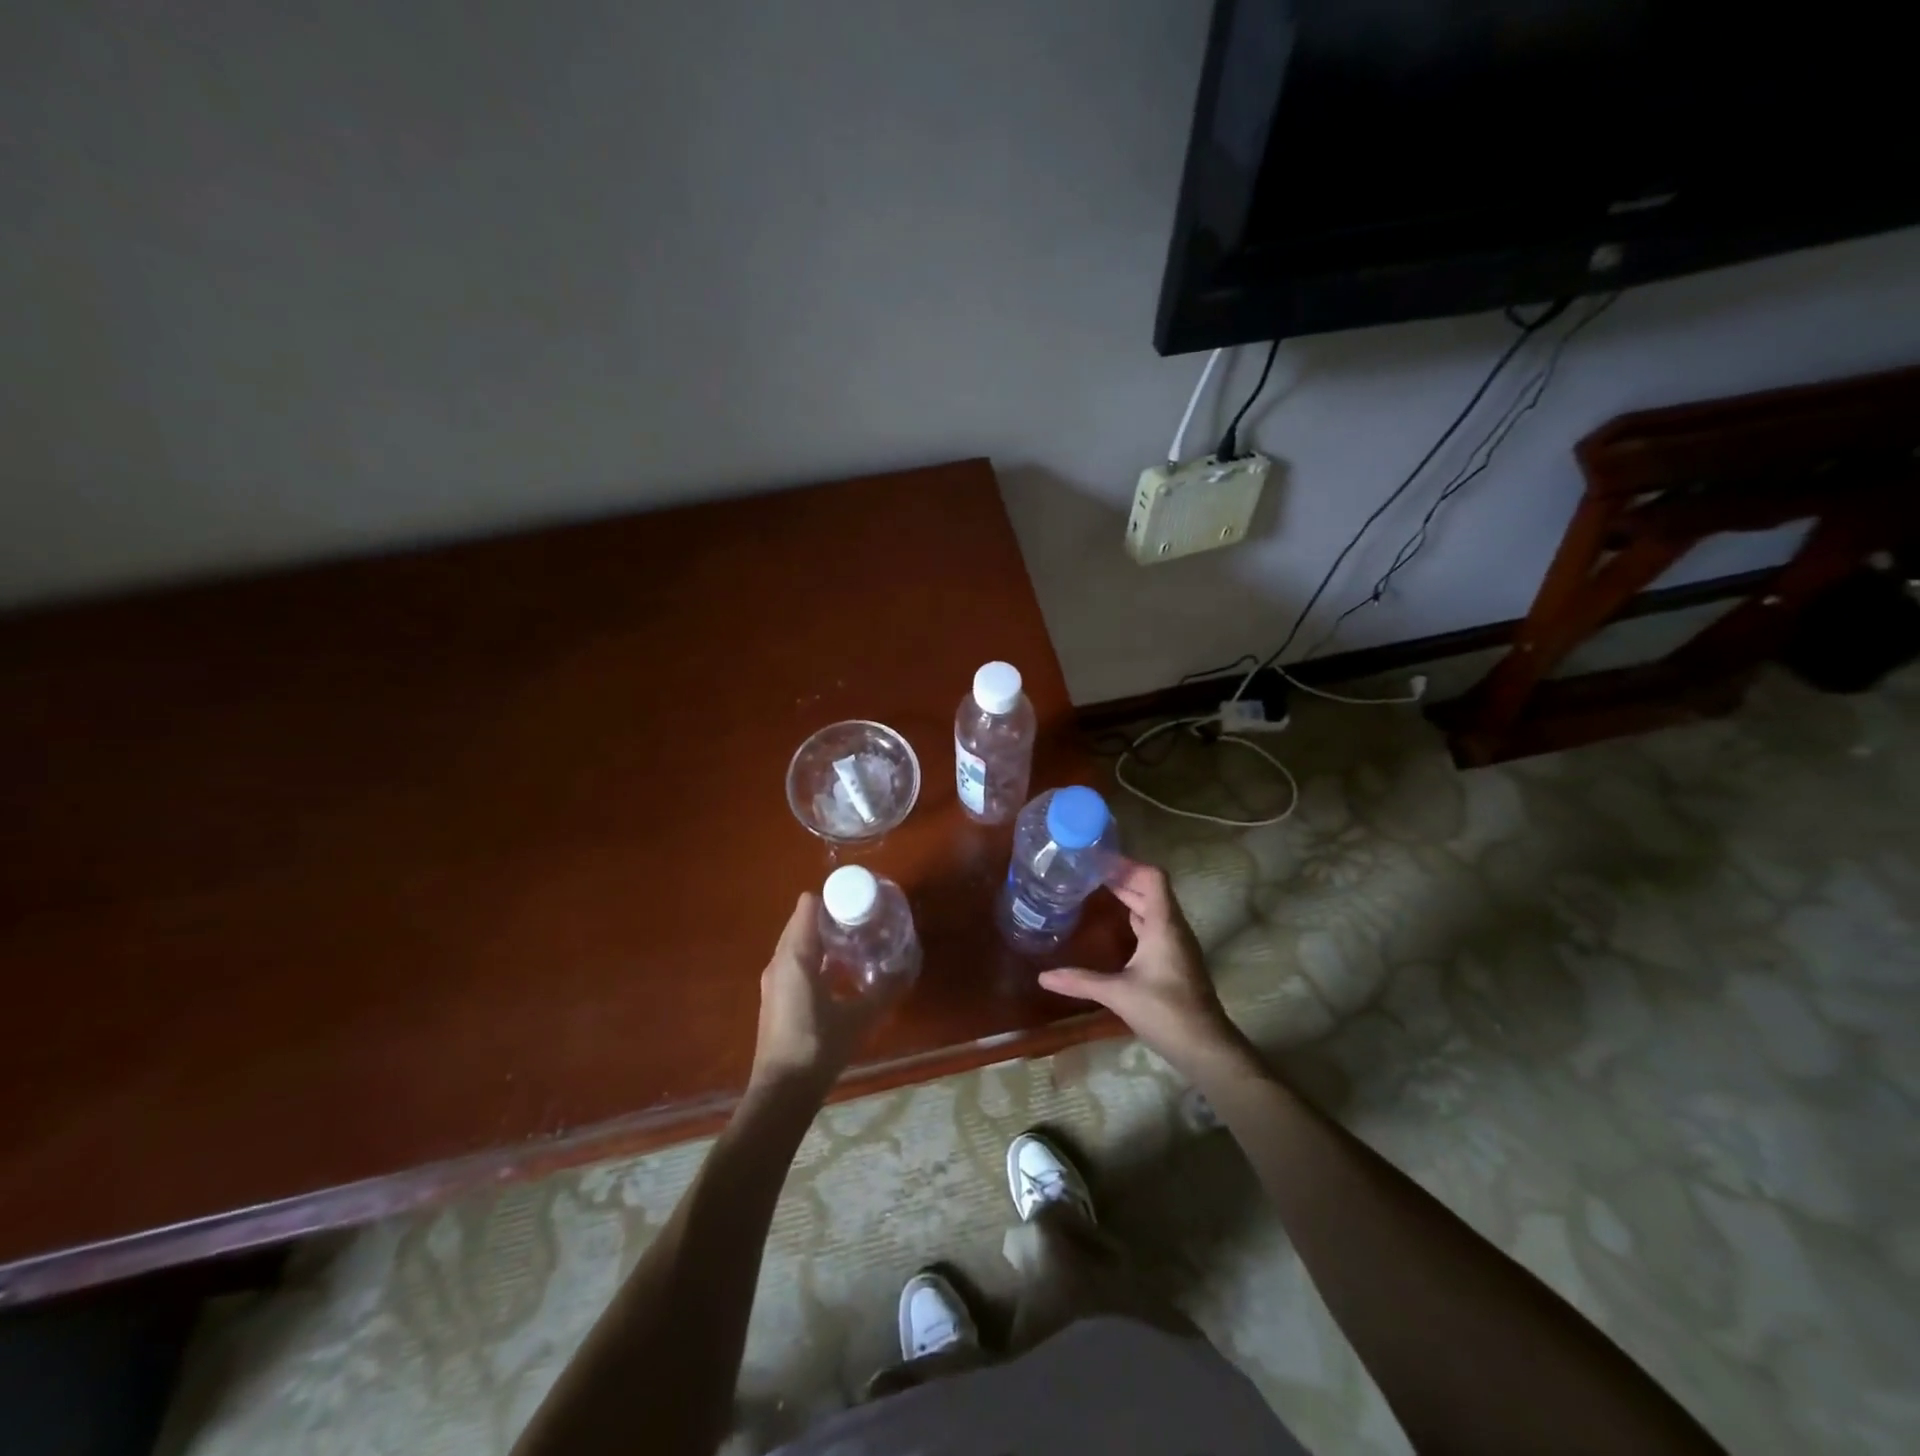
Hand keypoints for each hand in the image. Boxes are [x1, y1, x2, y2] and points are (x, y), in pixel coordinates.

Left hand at [748, 893, 896, 1096]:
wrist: (782, 1093)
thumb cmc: (818, 1047)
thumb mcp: (858, 1018)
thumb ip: (883, 991)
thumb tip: (907, 969)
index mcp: (795, 956)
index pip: (808, 906)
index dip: (833, 898)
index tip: (859, 902)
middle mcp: (779, 961)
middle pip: (802, 922)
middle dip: (832, 917)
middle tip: (864, 921)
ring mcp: (774, 981)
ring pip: (798, 945)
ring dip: (823, 940)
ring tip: (857, 944)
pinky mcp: (776, 998)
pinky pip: (796, 964)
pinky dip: (816, 960)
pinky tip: (841, 975)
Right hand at [1039, 860, 1247, 1076]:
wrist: (1205, 1047)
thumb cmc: (1165, 1011)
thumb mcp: (1118, 994)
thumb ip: (1080, 981)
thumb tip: (1042, 977)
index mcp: (1163, 924)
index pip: (1152, 877)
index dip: (1127, 864)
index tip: (1098, 860)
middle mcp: (1172, 927)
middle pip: (1150, 889)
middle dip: (1122, 877)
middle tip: (1088, 872)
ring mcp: (1176, 943)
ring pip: (1153, 907)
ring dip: (1129, 895)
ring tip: (1096, 890)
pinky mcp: (1174, 958)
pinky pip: (1154, 924)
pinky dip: (1135, 915)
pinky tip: (1116, 923)